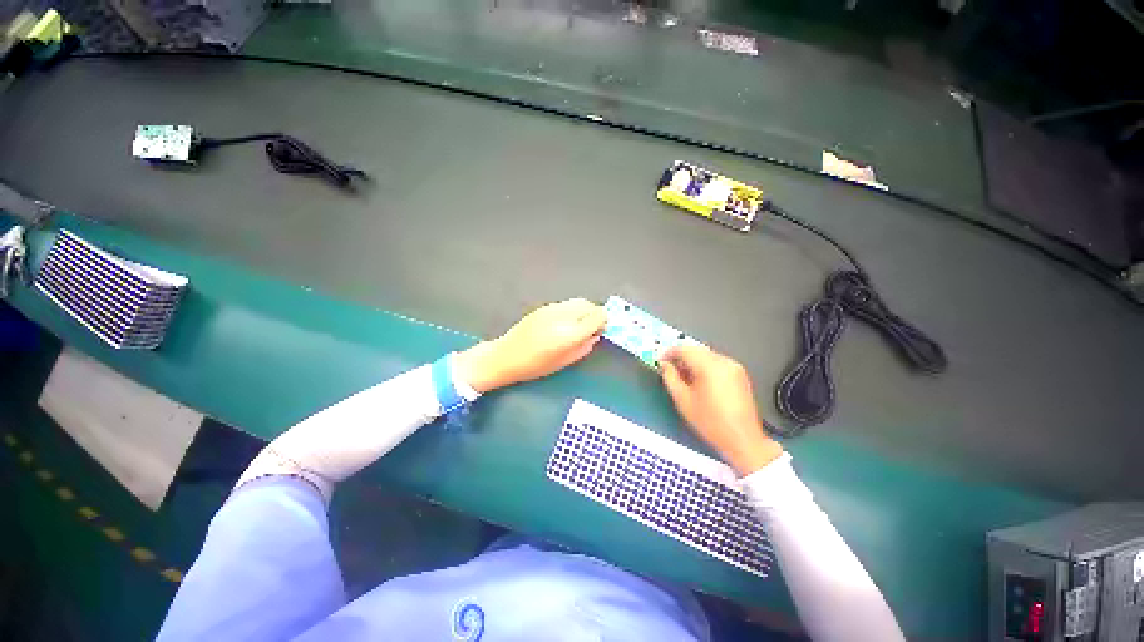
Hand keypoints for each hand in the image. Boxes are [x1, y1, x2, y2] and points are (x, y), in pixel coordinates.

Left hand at [455, 298, 606, 392]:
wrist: (505, 356)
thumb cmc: (534, 366)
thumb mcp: (564, 362)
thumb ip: (583, 347)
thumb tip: (594, 336)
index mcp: (568, 334)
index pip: (597, 316)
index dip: (604, 321)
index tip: (602, 329)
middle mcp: (562, 317)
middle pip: (588, 305)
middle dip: (595, 314)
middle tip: (592, 327)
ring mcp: (551, 309)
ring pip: (577, 302)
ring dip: (584, 311)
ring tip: (579, 325)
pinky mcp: (543, 307)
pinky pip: (565, 305)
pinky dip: (572, 311)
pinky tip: (565, 323)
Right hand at [660, 345, 782, 475]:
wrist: (742, 440)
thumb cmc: (710, 422)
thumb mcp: (682, 400)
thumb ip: (670, 377)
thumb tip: (664, 364)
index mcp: (710, 366)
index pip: (685, 349)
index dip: (669, 352)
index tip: (660, 360)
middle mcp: (724, 362)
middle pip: (696, 350)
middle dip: (681, 357)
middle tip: (669, 368)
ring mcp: (734, 367)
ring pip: (706, 355)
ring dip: (692, 361)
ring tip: (683, 377)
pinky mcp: (739, 374)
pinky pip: (716, 362)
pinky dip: (704, 366)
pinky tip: (699, 381)